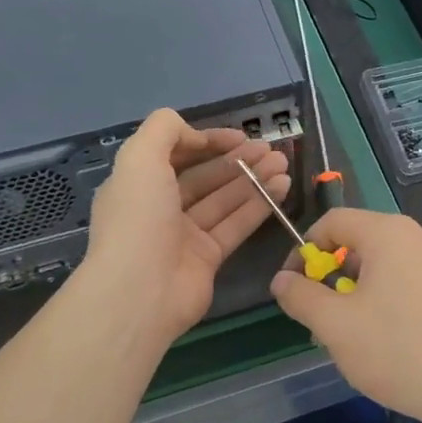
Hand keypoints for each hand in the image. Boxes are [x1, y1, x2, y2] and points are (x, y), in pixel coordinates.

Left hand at [81, 108, 288, 344]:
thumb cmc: (138, 219)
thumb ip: (165, 129)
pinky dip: (259, 205)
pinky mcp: (208, 258)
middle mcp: (160, 208)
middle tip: (271, 150)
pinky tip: (282, 188)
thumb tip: (197, 135)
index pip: (177, 155)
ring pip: (225, 199)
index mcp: (138, 184)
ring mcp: (185, 235)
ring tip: (284, 164)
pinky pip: (237, 225)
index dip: (208, 141)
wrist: (140, 292)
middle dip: (238, 160)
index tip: (240, 136)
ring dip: (254, 179)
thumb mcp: (139, 158)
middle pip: (205, 177)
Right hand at [269, 207, 421, 422]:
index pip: (334, 221)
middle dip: (333, 274)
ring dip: (359, 289)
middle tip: (321, 316)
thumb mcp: (334, 325)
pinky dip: (387, 296)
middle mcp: (421, 236)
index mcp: (390, 233)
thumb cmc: (395, 350)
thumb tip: (282, 280)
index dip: (305, 249)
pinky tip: (384, 337)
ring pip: (386, 263)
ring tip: (349, 334)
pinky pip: (410, 278)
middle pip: (362, 241)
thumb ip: (301, 296)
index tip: (294, 285)